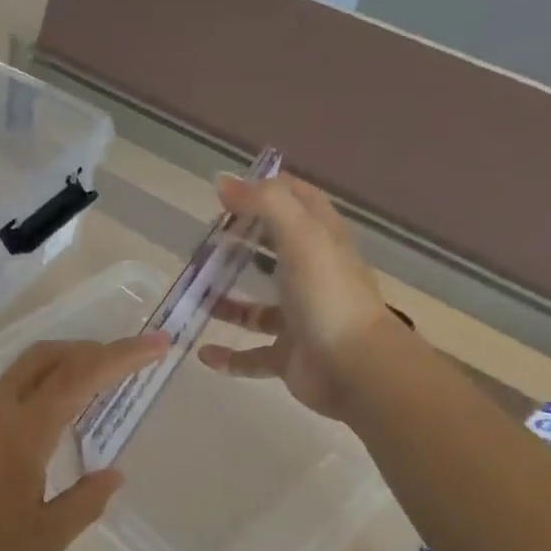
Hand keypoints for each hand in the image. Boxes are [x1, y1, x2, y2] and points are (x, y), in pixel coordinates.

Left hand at [0, 335, 165, 550]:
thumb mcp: (44, 540)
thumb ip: (85, 503)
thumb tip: (113, 474)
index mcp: (25, 428)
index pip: (83, 375)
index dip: (123, 355)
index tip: (156, 342)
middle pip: (47, 355)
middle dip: (89, 349)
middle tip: (120, 362)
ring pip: (21, 373)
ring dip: (59, 370)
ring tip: (85, 396)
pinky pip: (1, 396)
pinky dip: (33, 393)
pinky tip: (35, 432)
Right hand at [198, 175, 392, 421]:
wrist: (355, 368)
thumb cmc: (327, 295)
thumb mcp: (300, 235)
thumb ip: (265, 203)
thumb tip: (225, 182)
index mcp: (323, 241)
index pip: (300, 201)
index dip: (270, 189)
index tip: (229, 191)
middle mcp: (314, 276)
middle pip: (276, 252)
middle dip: (242, 245)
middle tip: (205, 242)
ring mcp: (301, 319)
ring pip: (259, 309)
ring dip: (228, 303)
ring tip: (196, 296)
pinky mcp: (289, 356)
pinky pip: (252, 356)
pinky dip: (228, 356)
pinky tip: (203, 352)